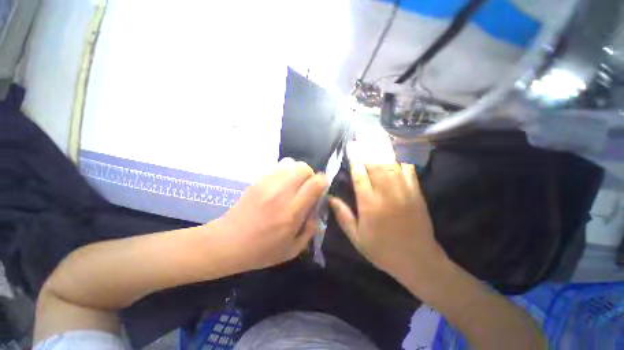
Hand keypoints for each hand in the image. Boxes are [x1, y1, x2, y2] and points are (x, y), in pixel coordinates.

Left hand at [218, 158, 326, 271]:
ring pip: (291, 163)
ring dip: (297, 172)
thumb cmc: (261, 250)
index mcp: (292, 212)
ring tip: (293, 185)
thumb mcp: (292, 249)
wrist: (227, 242)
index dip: (323, 182)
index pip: (315, 183)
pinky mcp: (258, 180)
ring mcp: (267, 184)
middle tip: (306, 188)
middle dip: (310, 175)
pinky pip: (278, 166)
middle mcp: (281, 193)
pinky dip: (285, 172)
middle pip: (304, 168)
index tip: (321, 189)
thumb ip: (310, 229)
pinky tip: (280, 185)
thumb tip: (316, 210)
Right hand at [329, 141, 446, 288]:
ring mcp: (404, 191)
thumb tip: (331, 198)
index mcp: (370, 204)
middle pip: (376, 164)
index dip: (355, 159)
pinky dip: (400, 160)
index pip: (360, 175)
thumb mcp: (357, 238)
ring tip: (376, 136)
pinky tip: (394, 153)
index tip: (351, 146)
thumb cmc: (383, 250)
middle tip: (362, 133)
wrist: (418, 260)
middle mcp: (386, 193)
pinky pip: (408, 170)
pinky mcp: (416, 193)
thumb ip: (343, 216)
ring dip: (382, 149)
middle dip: (368, 147)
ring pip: (391, 164)